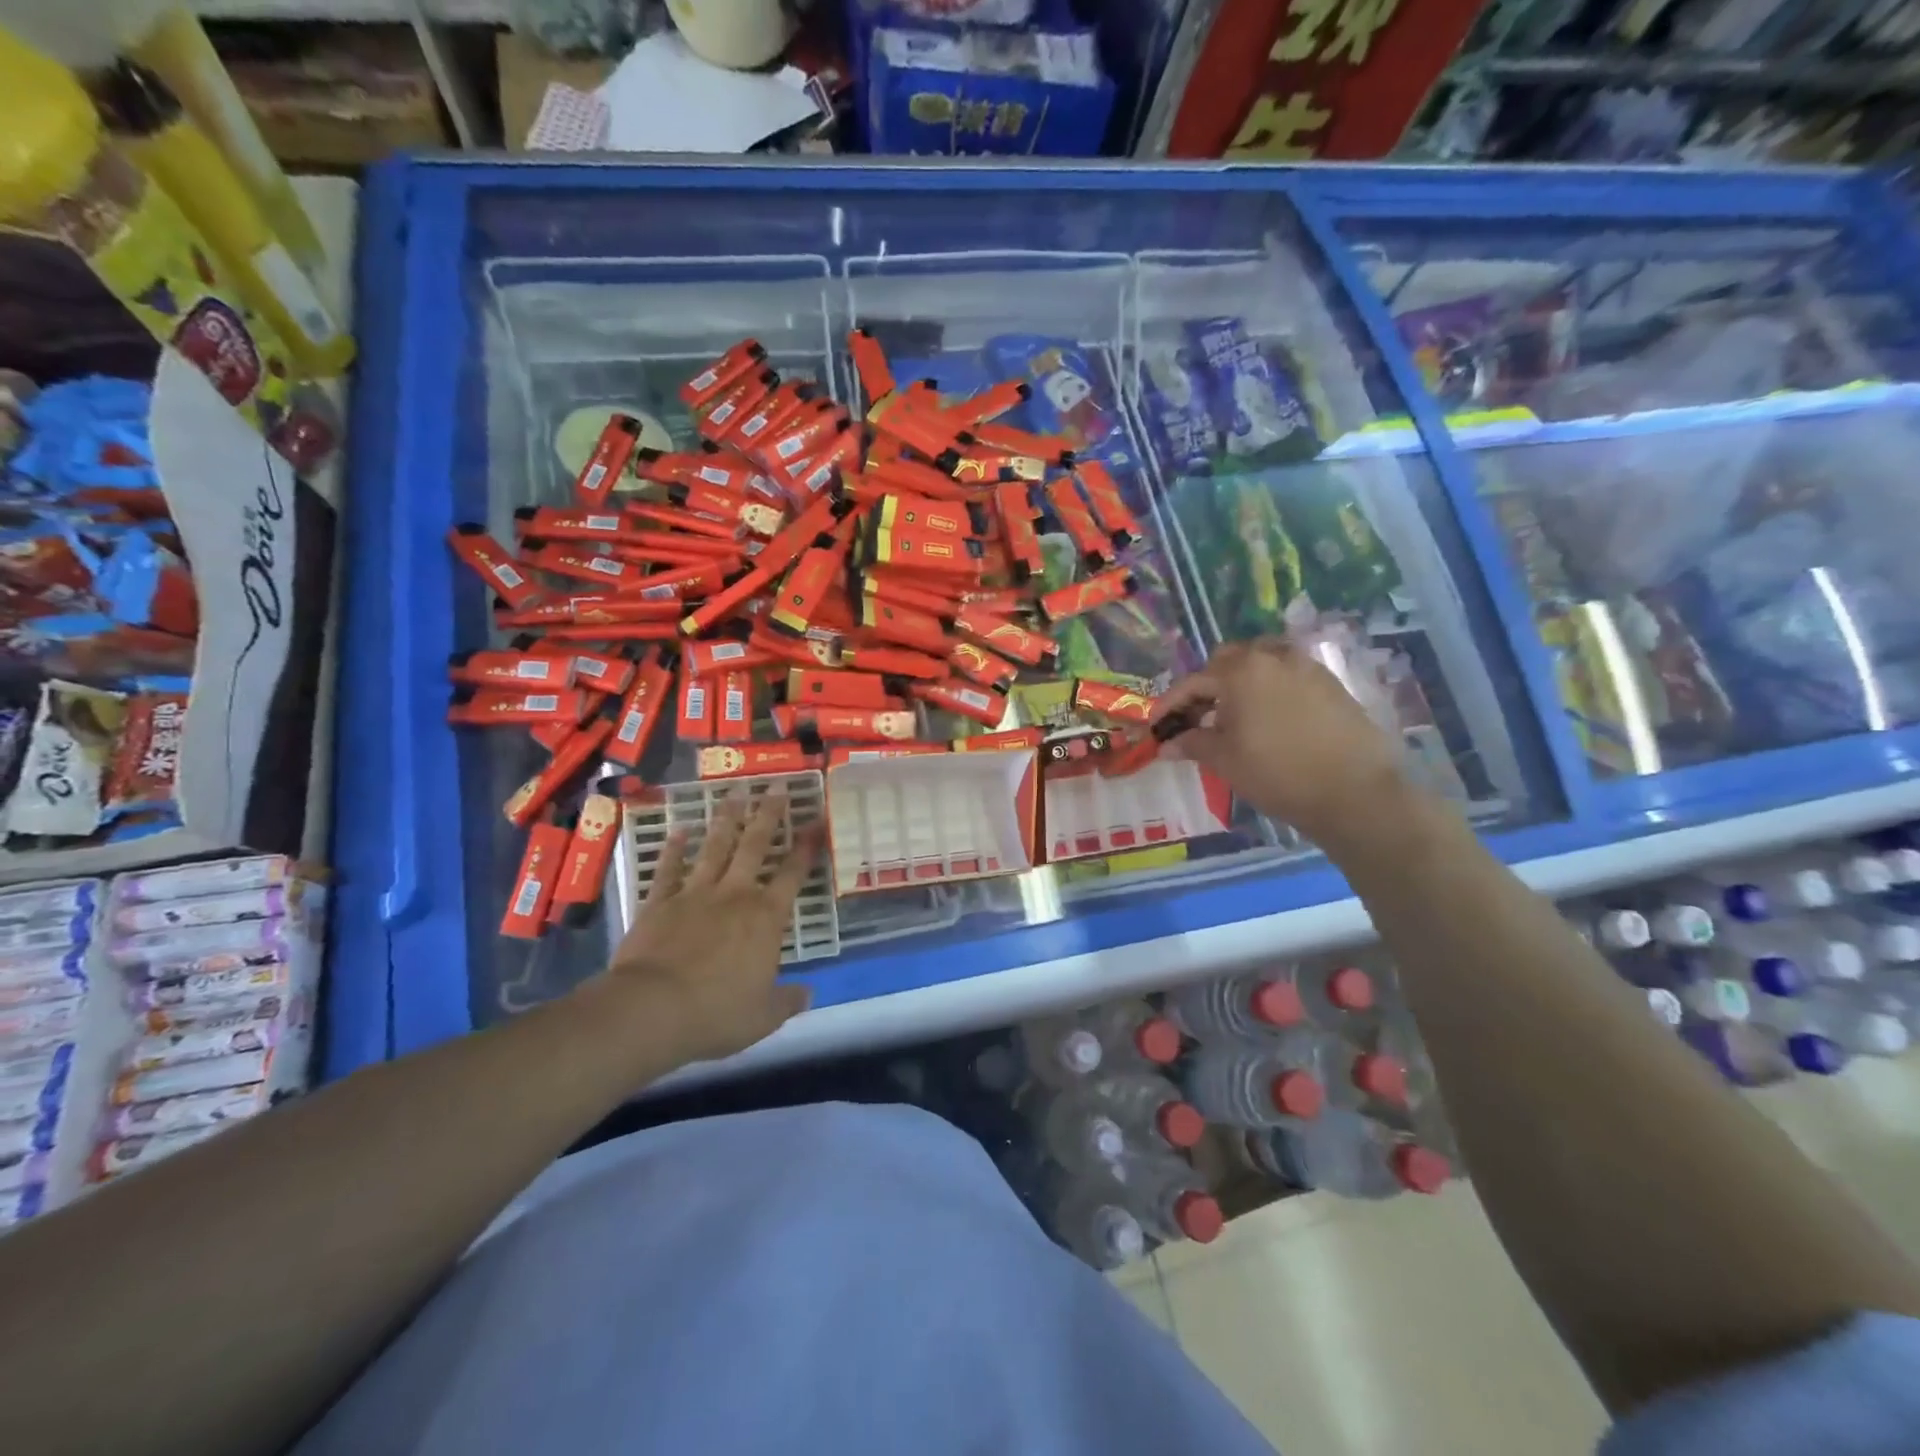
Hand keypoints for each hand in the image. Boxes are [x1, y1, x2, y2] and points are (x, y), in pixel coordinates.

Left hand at [600, 788, 820, 1064]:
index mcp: (766, 918)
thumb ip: (787, 1001)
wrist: (652, 1010)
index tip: (816, 822)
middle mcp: (735, 895)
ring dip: (727, 820)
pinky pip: (669, 870)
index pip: (793, 874)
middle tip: (777, 788)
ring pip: (715, 848)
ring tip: (736, 793)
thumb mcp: (763, 1016)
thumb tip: (808, 995)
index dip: (806, 847)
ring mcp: (695, 894)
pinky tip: (679, 830)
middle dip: (768, 815)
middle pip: (755, 846)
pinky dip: (674, 850)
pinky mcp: (659, 903)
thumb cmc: (716, 1013)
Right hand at [1152, 637, 1413, 850]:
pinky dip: (1270, 689)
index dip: (1170, 704)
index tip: (1156, 725)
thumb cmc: (1278, 774)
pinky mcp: (1331, 683)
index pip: (1193, 682)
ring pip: (1262, 663)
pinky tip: (1269, 719)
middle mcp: (1273, 657)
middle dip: (1208, 685)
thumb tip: (1167, 744)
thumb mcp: (1225, 760)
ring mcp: (1307, 667)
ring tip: (1235, 716)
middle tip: (1198, 717)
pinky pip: (1288, 675)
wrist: (1356, 793)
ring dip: (1241, 682)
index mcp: (1241, 671)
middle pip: (1229, 661)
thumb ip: (1193, 743)